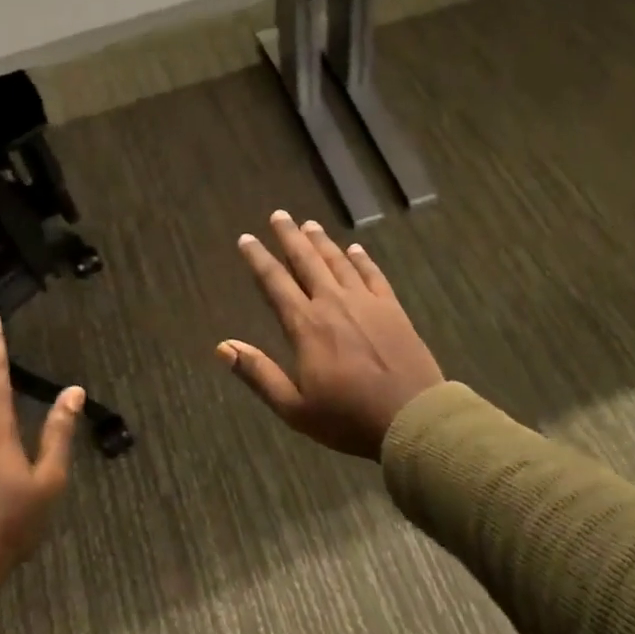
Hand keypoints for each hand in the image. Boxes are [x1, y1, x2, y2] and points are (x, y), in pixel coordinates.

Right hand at [219, 210, 442, 458]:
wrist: (412, 418)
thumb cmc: (348, 418)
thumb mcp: (294, 407)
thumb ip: (258, 373)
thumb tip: (222, 347)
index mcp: (306, 325)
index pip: (275, 283)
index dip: (258, 259)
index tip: (246, 239)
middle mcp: (333, 303)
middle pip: (307, 261)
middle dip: (290, 237)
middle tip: (279, 215)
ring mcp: (366, 302)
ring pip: (338, 262)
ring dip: (322, 242)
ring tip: (310, 224)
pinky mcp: (392, 308)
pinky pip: (373, 274)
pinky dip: (362, 259)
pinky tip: (355, 248)